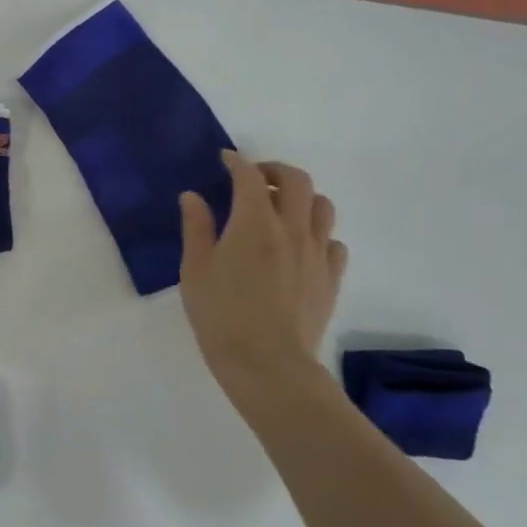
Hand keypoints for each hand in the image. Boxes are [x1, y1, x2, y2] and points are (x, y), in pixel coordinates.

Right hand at [178, 152, 348, 408]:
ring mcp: (316, 254)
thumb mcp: (194, 270)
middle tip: (256, 180)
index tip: (225, 160)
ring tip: (281, 211)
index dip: (236, 162)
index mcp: (254, 222)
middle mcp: (291, 229)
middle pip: (297, 180)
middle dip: (275, 171)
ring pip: (322, 206)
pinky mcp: (331, 279)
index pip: (249, 176)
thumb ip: (196, 228)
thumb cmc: (221, 316)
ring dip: (302, 199)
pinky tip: (299, 247)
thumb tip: (193, 196)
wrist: (268, 366)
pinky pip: (333, 242)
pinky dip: (317, 234)